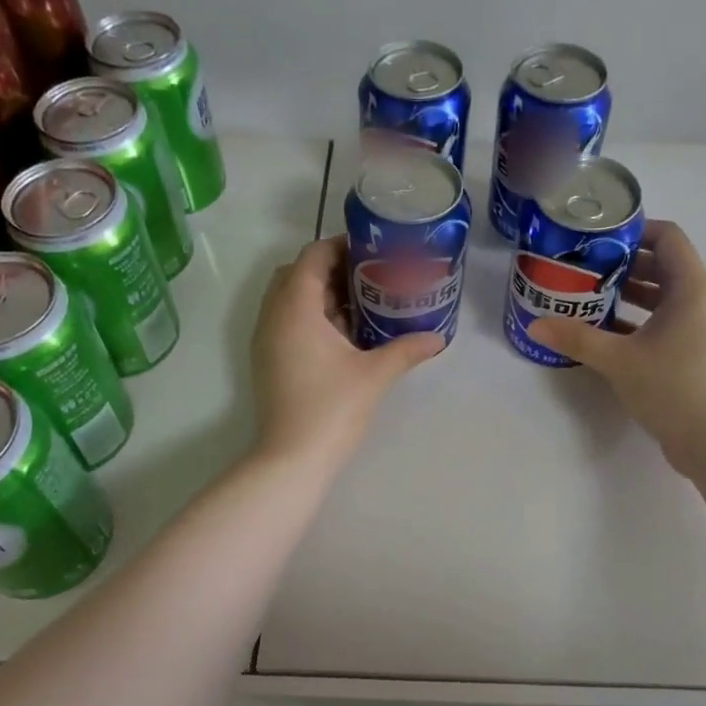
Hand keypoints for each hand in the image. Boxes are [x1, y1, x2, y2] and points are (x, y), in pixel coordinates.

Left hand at [251, 235, 443, 467]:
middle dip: (331, 269)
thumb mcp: (374, 375)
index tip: (373, 251)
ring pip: (290, 300)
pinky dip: (311, 317)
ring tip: (362, 303)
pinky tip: (344, 335)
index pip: (312, 256)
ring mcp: (267, 340)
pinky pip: (287, 322)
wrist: (291, 459)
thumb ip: (405, 349)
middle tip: (369, 276)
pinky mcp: (268, 361)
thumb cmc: (332, 409)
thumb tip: (438, 339)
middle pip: (297, 274)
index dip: (341, 246)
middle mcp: (273, 317)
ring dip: (320, 294)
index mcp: (295, 309)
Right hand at [527, 220, 705, 472]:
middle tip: (584, 268)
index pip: (668, 237)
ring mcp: (699, 329)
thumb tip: (536, 324)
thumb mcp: (619, 360)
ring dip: (628, 294)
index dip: (635, 230)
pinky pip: (663, 323)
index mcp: (690, 288)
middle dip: (623, 264)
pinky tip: (604, 334)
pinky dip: (637, 321)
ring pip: (662, 298)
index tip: (598, 238)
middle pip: (663, 265)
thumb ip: (577, 339)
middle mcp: (700, 302)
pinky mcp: (694, 354)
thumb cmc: (673, 387)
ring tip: (588, 297)